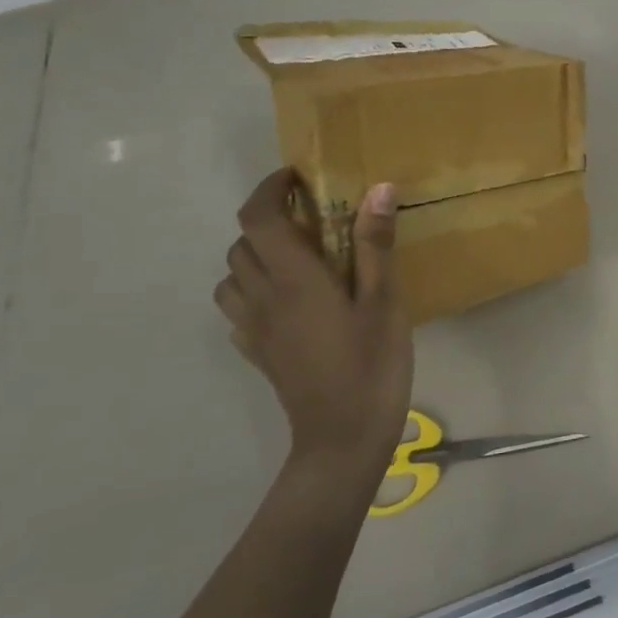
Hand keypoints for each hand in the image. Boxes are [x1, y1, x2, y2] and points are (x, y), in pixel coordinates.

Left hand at [215, 170, 413, 482]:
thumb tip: (377, 188)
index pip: (258, 218)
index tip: (298, 177)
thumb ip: (376, 244)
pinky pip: (239, 309)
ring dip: (256, 256)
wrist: (343, 439)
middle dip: (269, 221)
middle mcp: (263, 298)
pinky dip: (254, 290)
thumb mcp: (384, 301)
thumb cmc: (370, 364)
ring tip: (299, 258)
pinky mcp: (259, 353)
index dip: (269, 189)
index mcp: (293, 279)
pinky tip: (290, 300)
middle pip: (242, 244)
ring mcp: (255, 329)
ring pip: (232, 277)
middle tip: (313, 218)